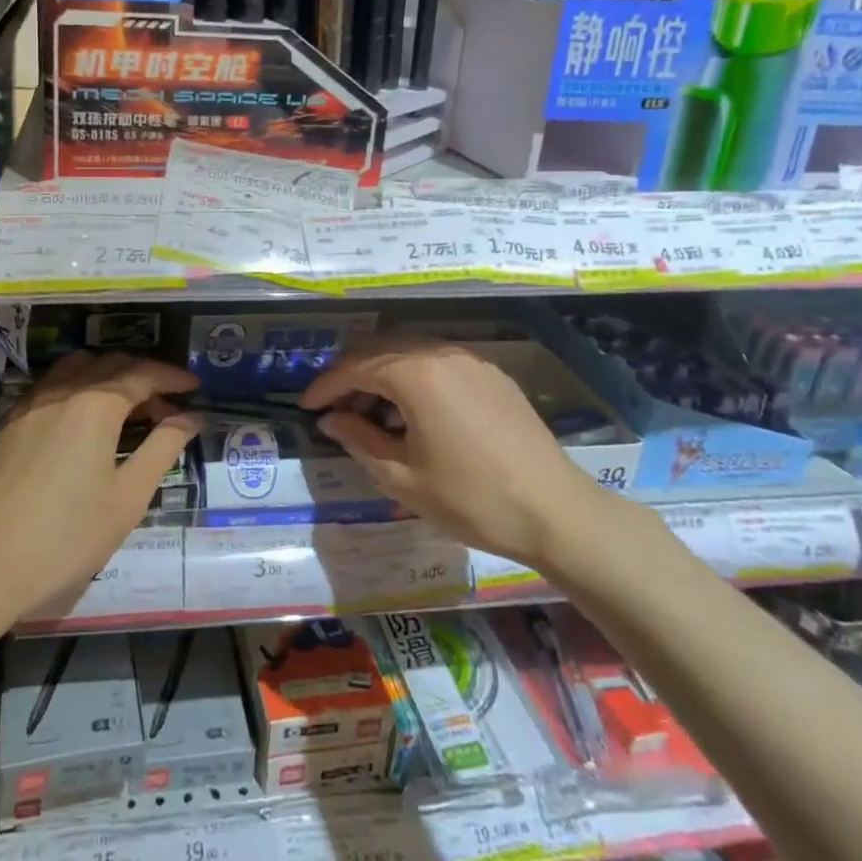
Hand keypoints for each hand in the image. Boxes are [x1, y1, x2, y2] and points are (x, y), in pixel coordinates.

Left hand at [0, 352, 198, 621]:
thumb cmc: (68, 536)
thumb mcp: (128, 496)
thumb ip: (162, 448)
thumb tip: (191, 418)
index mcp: (95, 404)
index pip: (142, 374)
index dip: (172, 377)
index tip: (195, 387)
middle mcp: (63, 390)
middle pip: (110, 364)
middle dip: (144, 376)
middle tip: (168, 405)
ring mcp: (31, 403)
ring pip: (77, 367)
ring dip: (109, 375)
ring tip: (128, 405)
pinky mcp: (10, 422)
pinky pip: (52, 386)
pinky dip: (79, 387)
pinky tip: (84, 419)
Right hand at [299, 337, 623, 573]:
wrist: (556, 511)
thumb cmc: (471, 498)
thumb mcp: (402, 478)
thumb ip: (359, 440)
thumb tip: (332, 420)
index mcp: (415, 373)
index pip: (355, 367)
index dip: (325, 386)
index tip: (306, 406)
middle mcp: (441, 352)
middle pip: (380, 349)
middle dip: (351, 375)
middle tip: (335, 410)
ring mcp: (471, 360)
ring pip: (410, 352)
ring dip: (382, 374)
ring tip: (372, 415)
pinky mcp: (492, 374)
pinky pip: (438, 362)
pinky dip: (413, 377)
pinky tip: (413, 412)